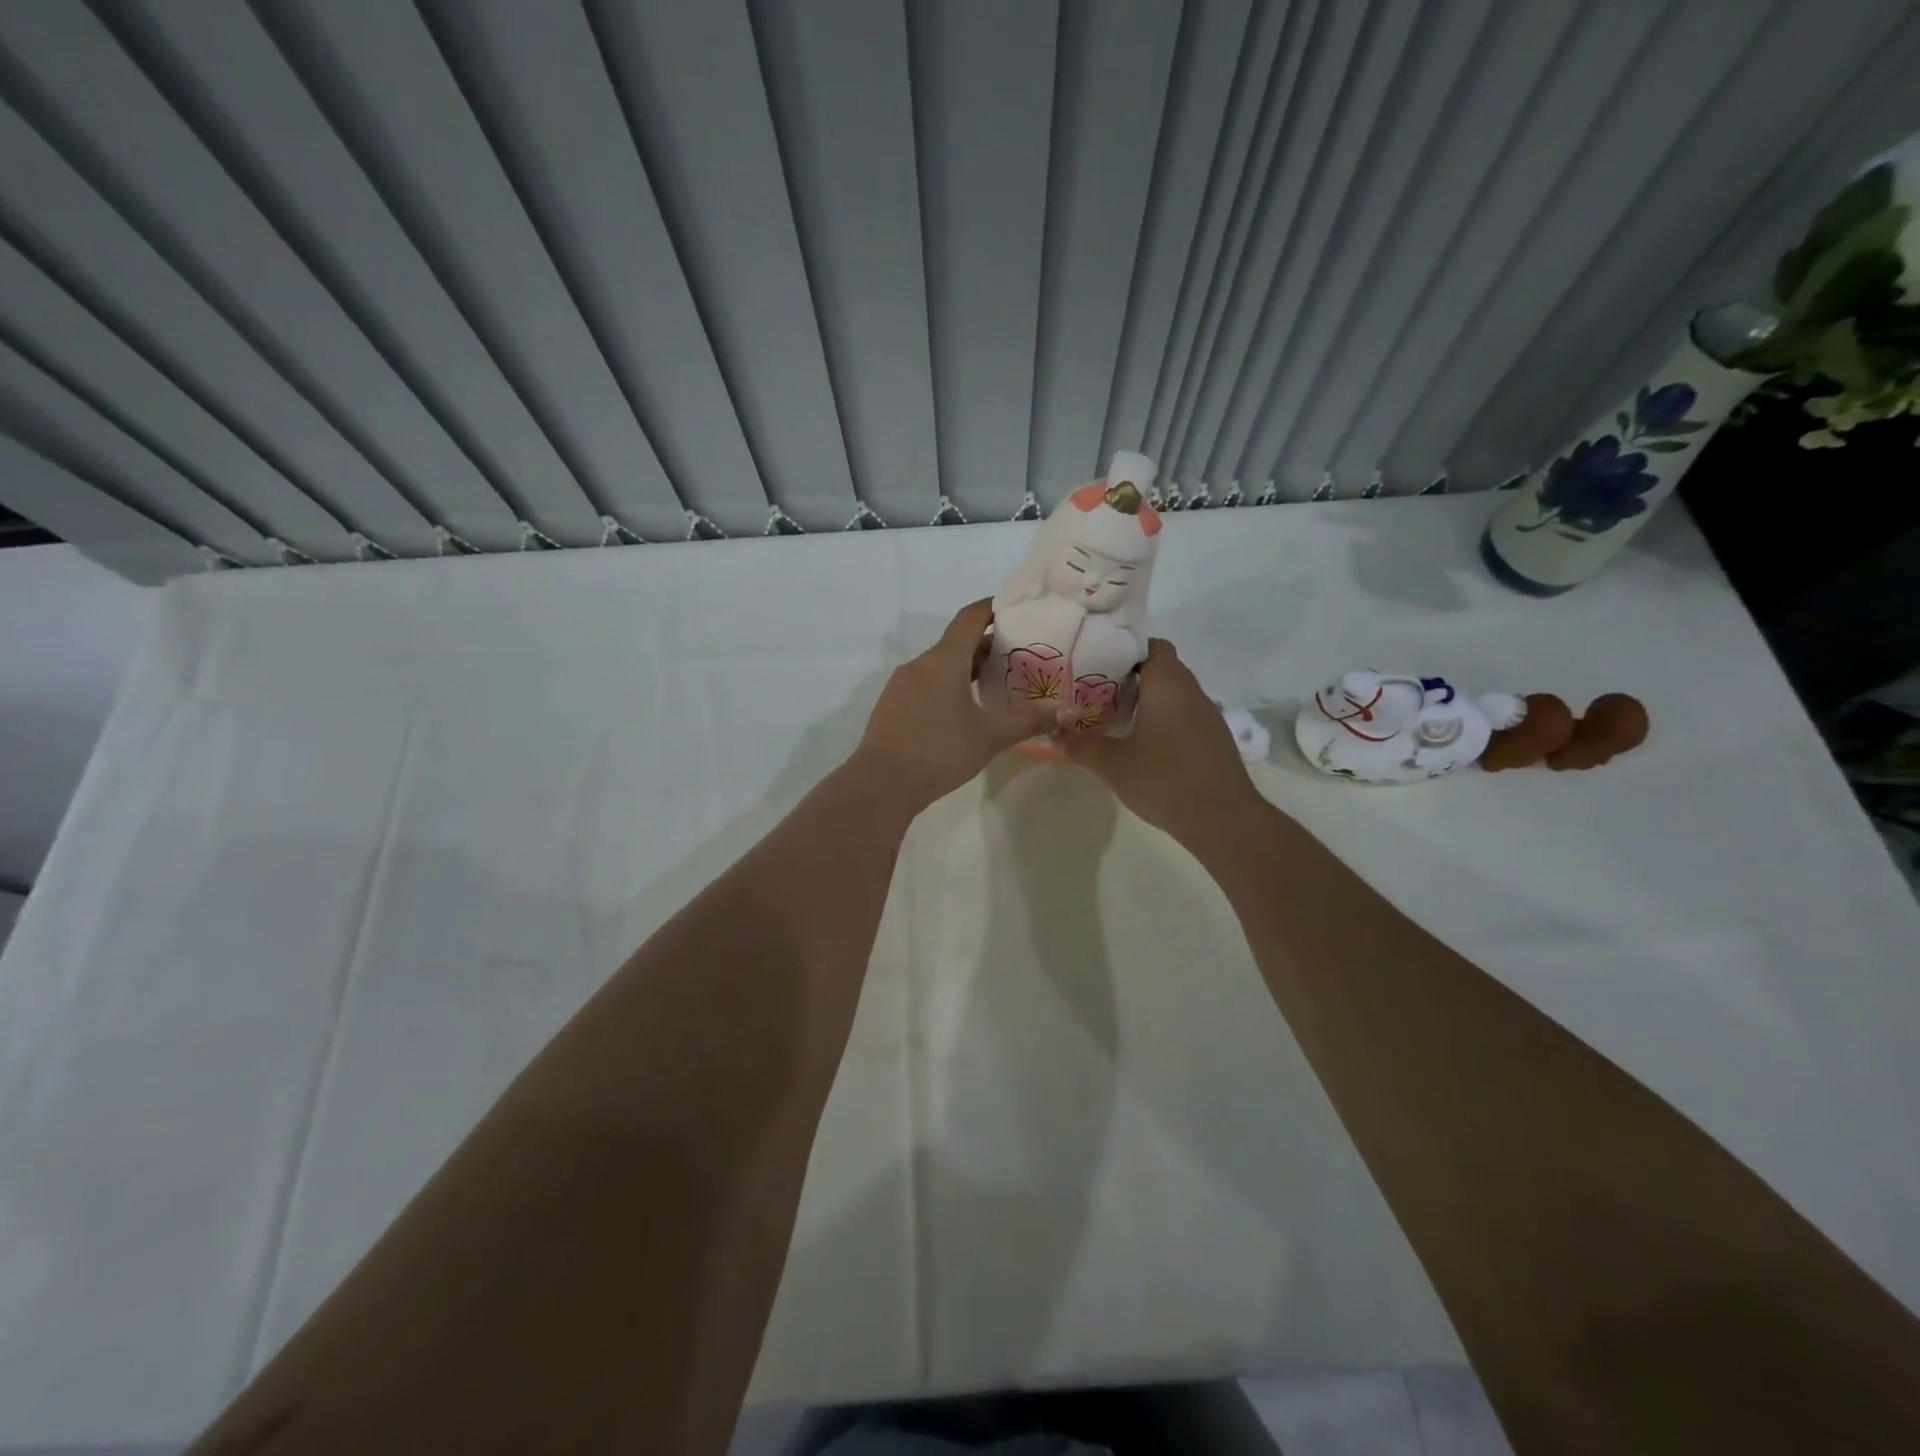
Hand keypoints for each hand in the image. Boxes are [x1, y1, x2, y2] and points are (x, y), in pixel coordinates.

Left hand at [853, 600, 1056, 809]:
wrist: (881, 784)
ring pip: (941, 666)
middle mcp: (920, 664)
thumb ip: (1029, 719)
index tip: (1017, 609)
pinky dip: (949, 686)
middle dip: (988, 645)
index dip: (993, 608)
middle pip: (957, 643)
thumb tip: (1067, 710)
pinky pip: (927, 685)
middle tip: (1021, 655)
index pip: (970, 617)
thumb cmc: (939, 751)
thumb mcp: (990, 736)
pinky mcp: (893, 706)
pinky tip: (965, 710)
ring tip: (998, 684)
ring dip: (968, 669)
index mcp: (944, 660)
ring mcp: (902, 685)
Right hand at [1063, 638, 1265, 847]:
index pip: (1152, 645)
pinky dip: (1165, 720)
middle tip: (1099, 692)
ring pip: (1175, 693)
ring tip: (1117, 718)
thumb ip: (1081, 745)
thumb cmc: (1163, 780)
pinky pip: (1185, 715)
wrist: (1222, 819)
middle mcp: (1191, 691)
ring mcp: (1208, 715)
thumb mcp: (1112, 764)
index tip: (1100, 664)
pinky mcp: (1215, 739)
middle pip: (1162, 668)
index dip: (1126, 649)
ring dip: (1149, 700)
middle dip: (1131, 677)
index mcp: (1167, 684)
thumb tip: (1055, 732)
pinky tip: (1146, 745)